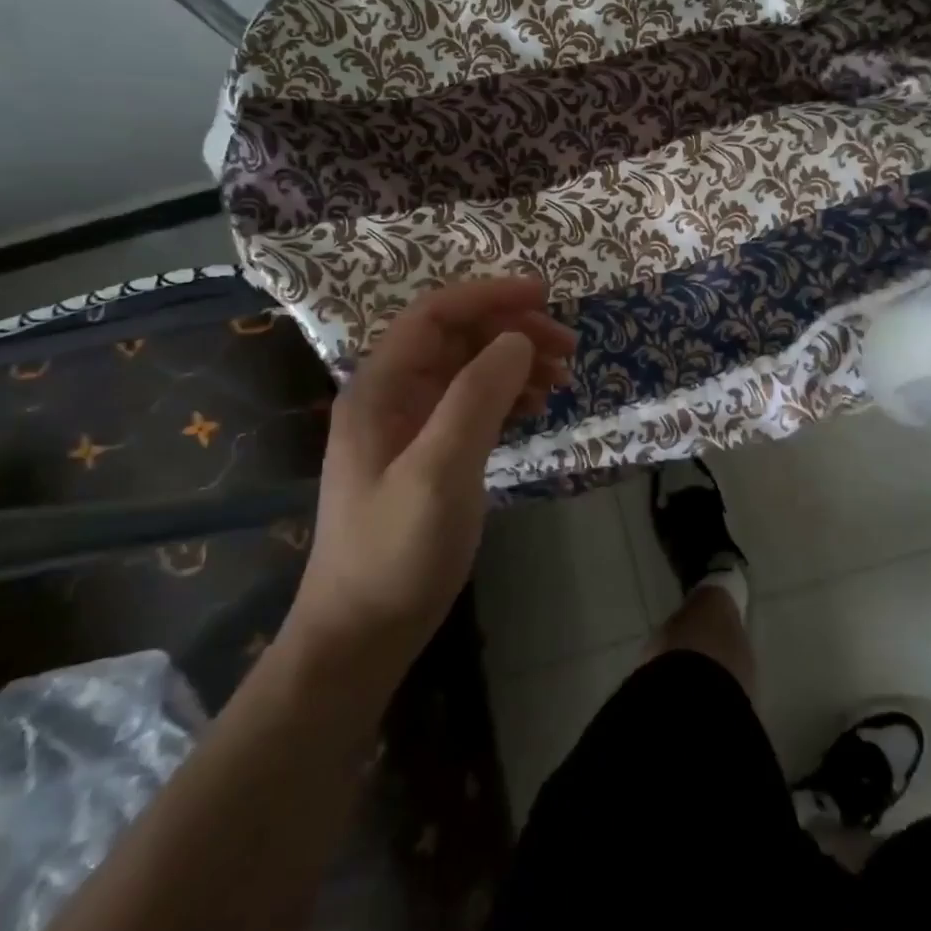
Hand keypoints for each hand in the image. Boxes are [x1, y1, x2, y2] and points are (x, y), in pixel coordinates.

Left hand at [286, 276, 576, 663]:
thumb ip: (477, 397)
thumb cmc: (396, 551)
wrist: (363, 634)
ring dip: (515, 363)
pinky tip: (536, 408)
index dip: (489, 296)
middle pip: (457, 338)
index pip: (435, 315)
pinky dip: (508, 396)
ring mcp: (409, 426)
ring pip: (469, 370)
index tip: (545, 296)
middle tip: (568, 347)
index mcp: (380, 388)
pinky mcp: (429, 454)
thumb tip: (517, 340)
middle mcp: (392, 396)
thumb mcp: (440, 470)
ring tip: (561, 378)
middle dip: (512, 332)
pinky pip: (473, 404)